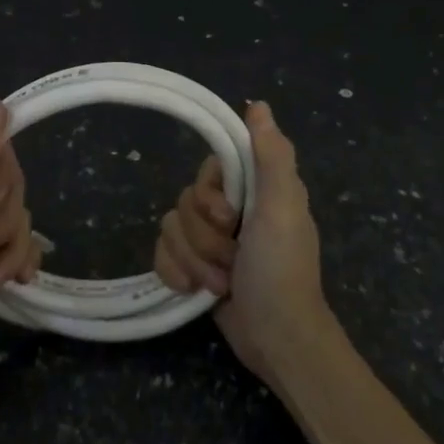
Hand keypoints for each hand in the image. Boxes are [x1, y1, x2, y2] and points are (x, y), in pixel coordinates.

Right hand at [152, 101, 331, 387]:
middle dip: (204, 238)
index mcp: (255, 190)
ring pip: (171, 229)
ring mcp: (210, 241)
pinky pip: (161, 254)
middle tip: (233, 258)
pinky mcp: (193, 268)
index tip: (227, 216)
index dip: (209, 193)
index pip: (209, 170)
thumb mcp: (282, 207)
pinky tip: (193, 292)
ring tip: (222, 283)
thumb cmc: (281, 270)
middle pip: (186, 201)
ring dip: (194, 261)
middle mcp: (232, 210)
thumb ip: (271, 155)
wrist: (275, 339)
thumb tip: (257, 104)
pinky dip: (176, 274)